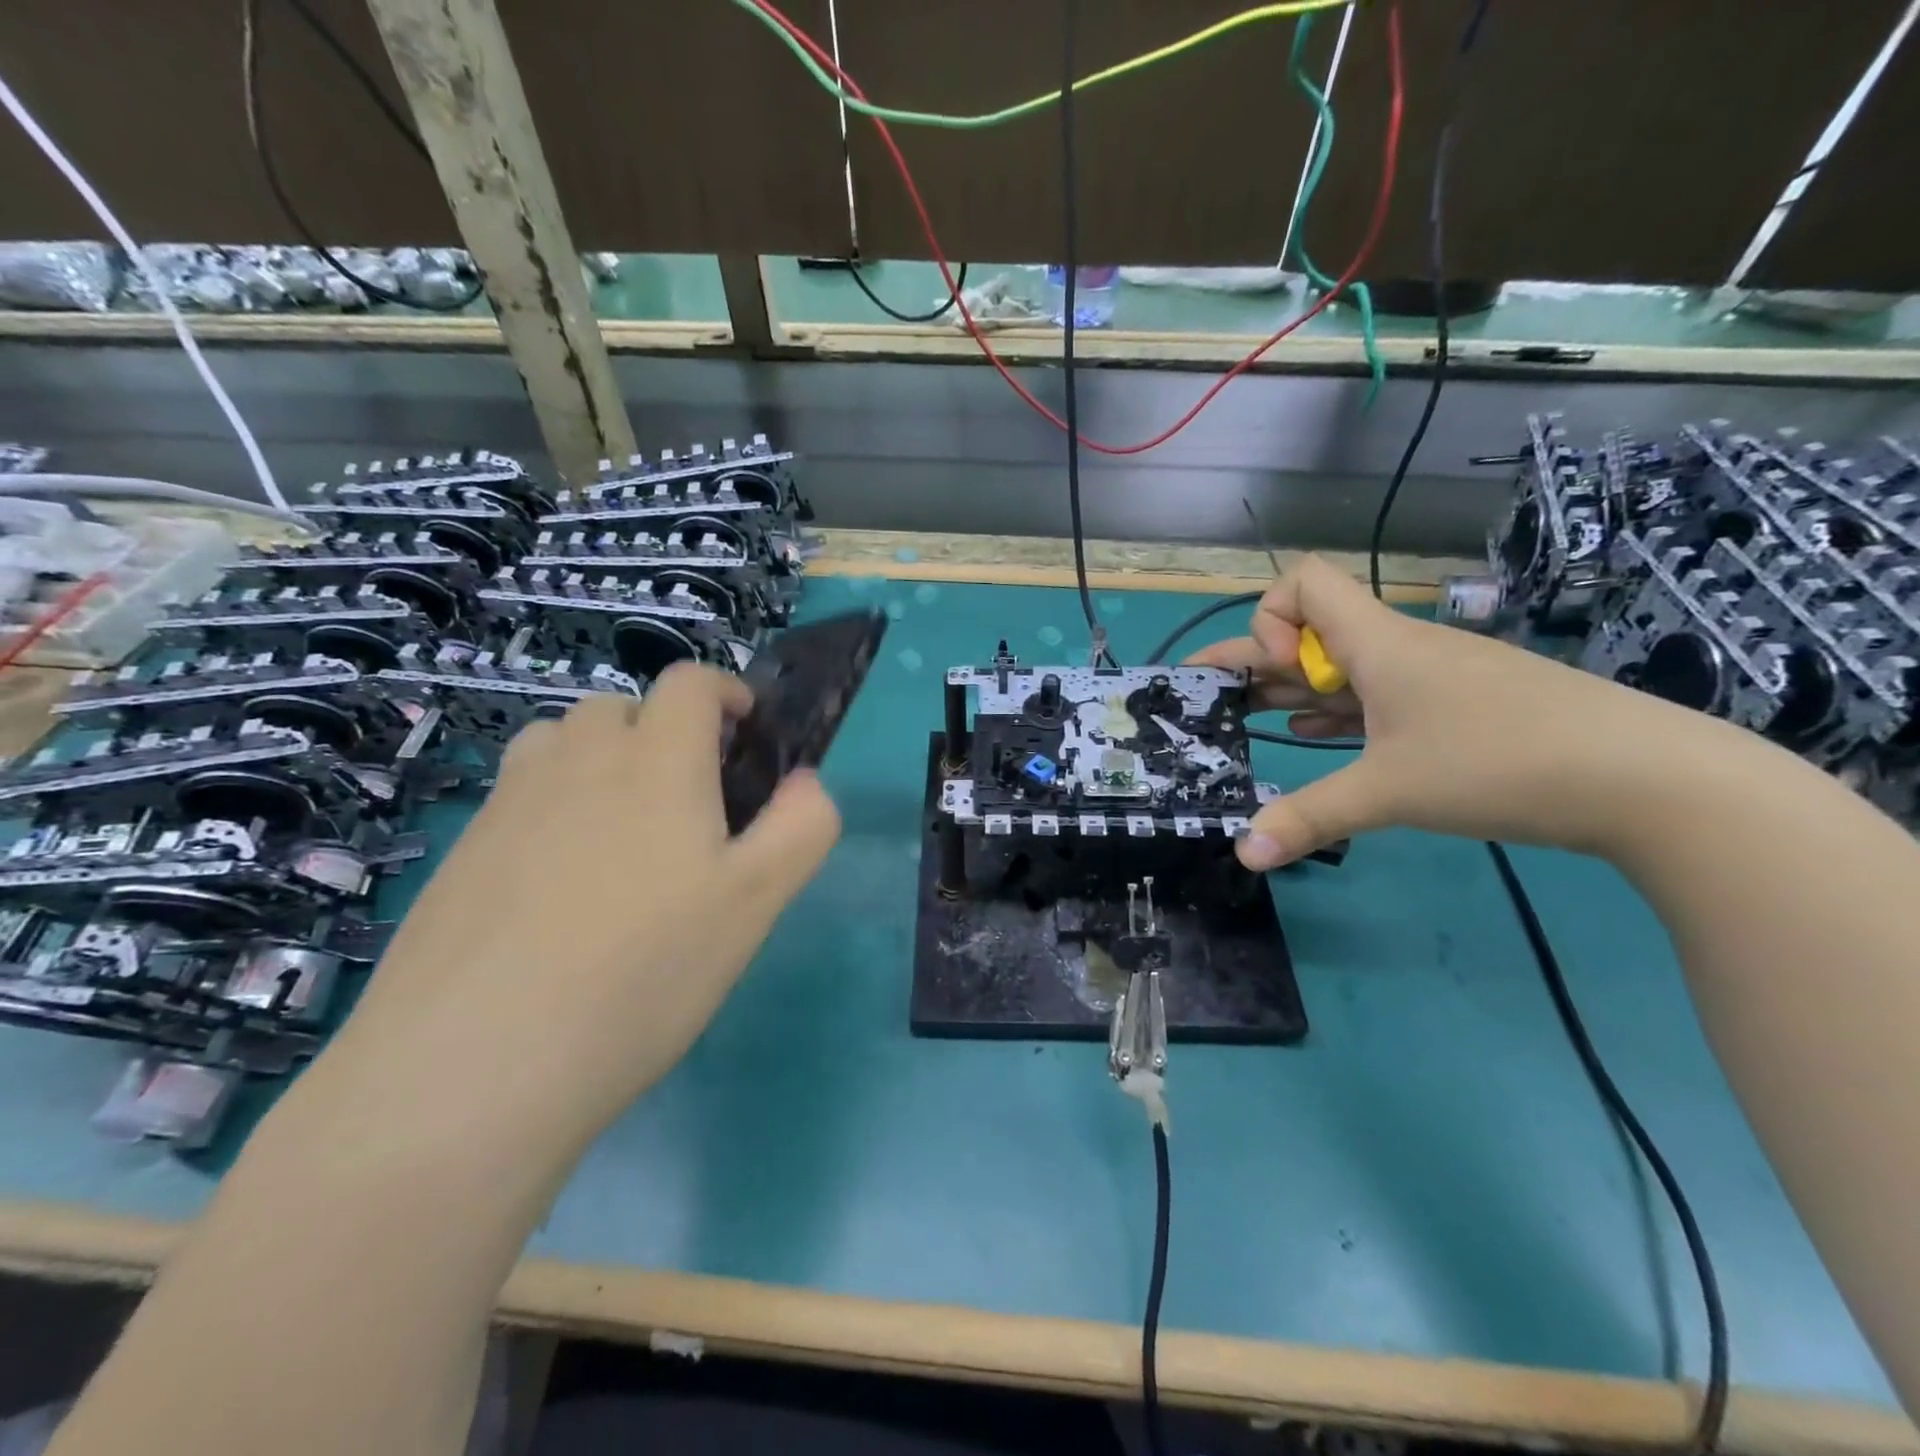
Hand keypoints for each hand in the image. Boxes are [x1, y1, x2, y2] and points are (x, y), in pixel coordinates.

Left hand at [331, 664, 840, 1144]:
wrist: (473, 1067)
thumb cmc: (644, 973)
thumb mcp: (755, 904)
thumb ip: (800, 828)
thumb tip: (805, 782)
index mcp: (656, 762)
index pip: (688, 682)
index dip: (724, 691)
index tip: (745, 730)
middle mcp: (577, 761)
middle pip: (620, 707)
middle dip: (662, 730)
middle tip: (689, 801)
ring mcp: (508, 804)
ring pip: (560, 745)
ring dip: (600, 760)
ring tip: (622, 834)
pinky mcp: (461, 852)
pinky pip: (518, 798)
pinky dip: (552, 809)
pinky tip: (559, 891)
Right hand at [1188, 555, 1739, 868]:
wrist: (1648, 778)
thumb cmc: (1501, 761)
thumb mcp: (1390, 791)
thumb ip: (1308, 818)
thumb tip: (1242, 856)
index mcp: (1377, 643)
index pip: (1301, 583)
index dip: (1268, 618)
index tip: (1273, 673)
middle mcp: (1398, 649)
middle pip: (1308, 633)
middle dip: (1253, 663)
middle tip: (1209, 703)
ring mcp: (1430, 679)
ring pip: (1341, 669)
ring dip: (1291, 691)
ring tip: (1247, 724)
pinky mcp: (1455, 709)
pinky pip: (1374, 698)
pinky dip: (1335, 713)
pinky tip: (1315, 740)